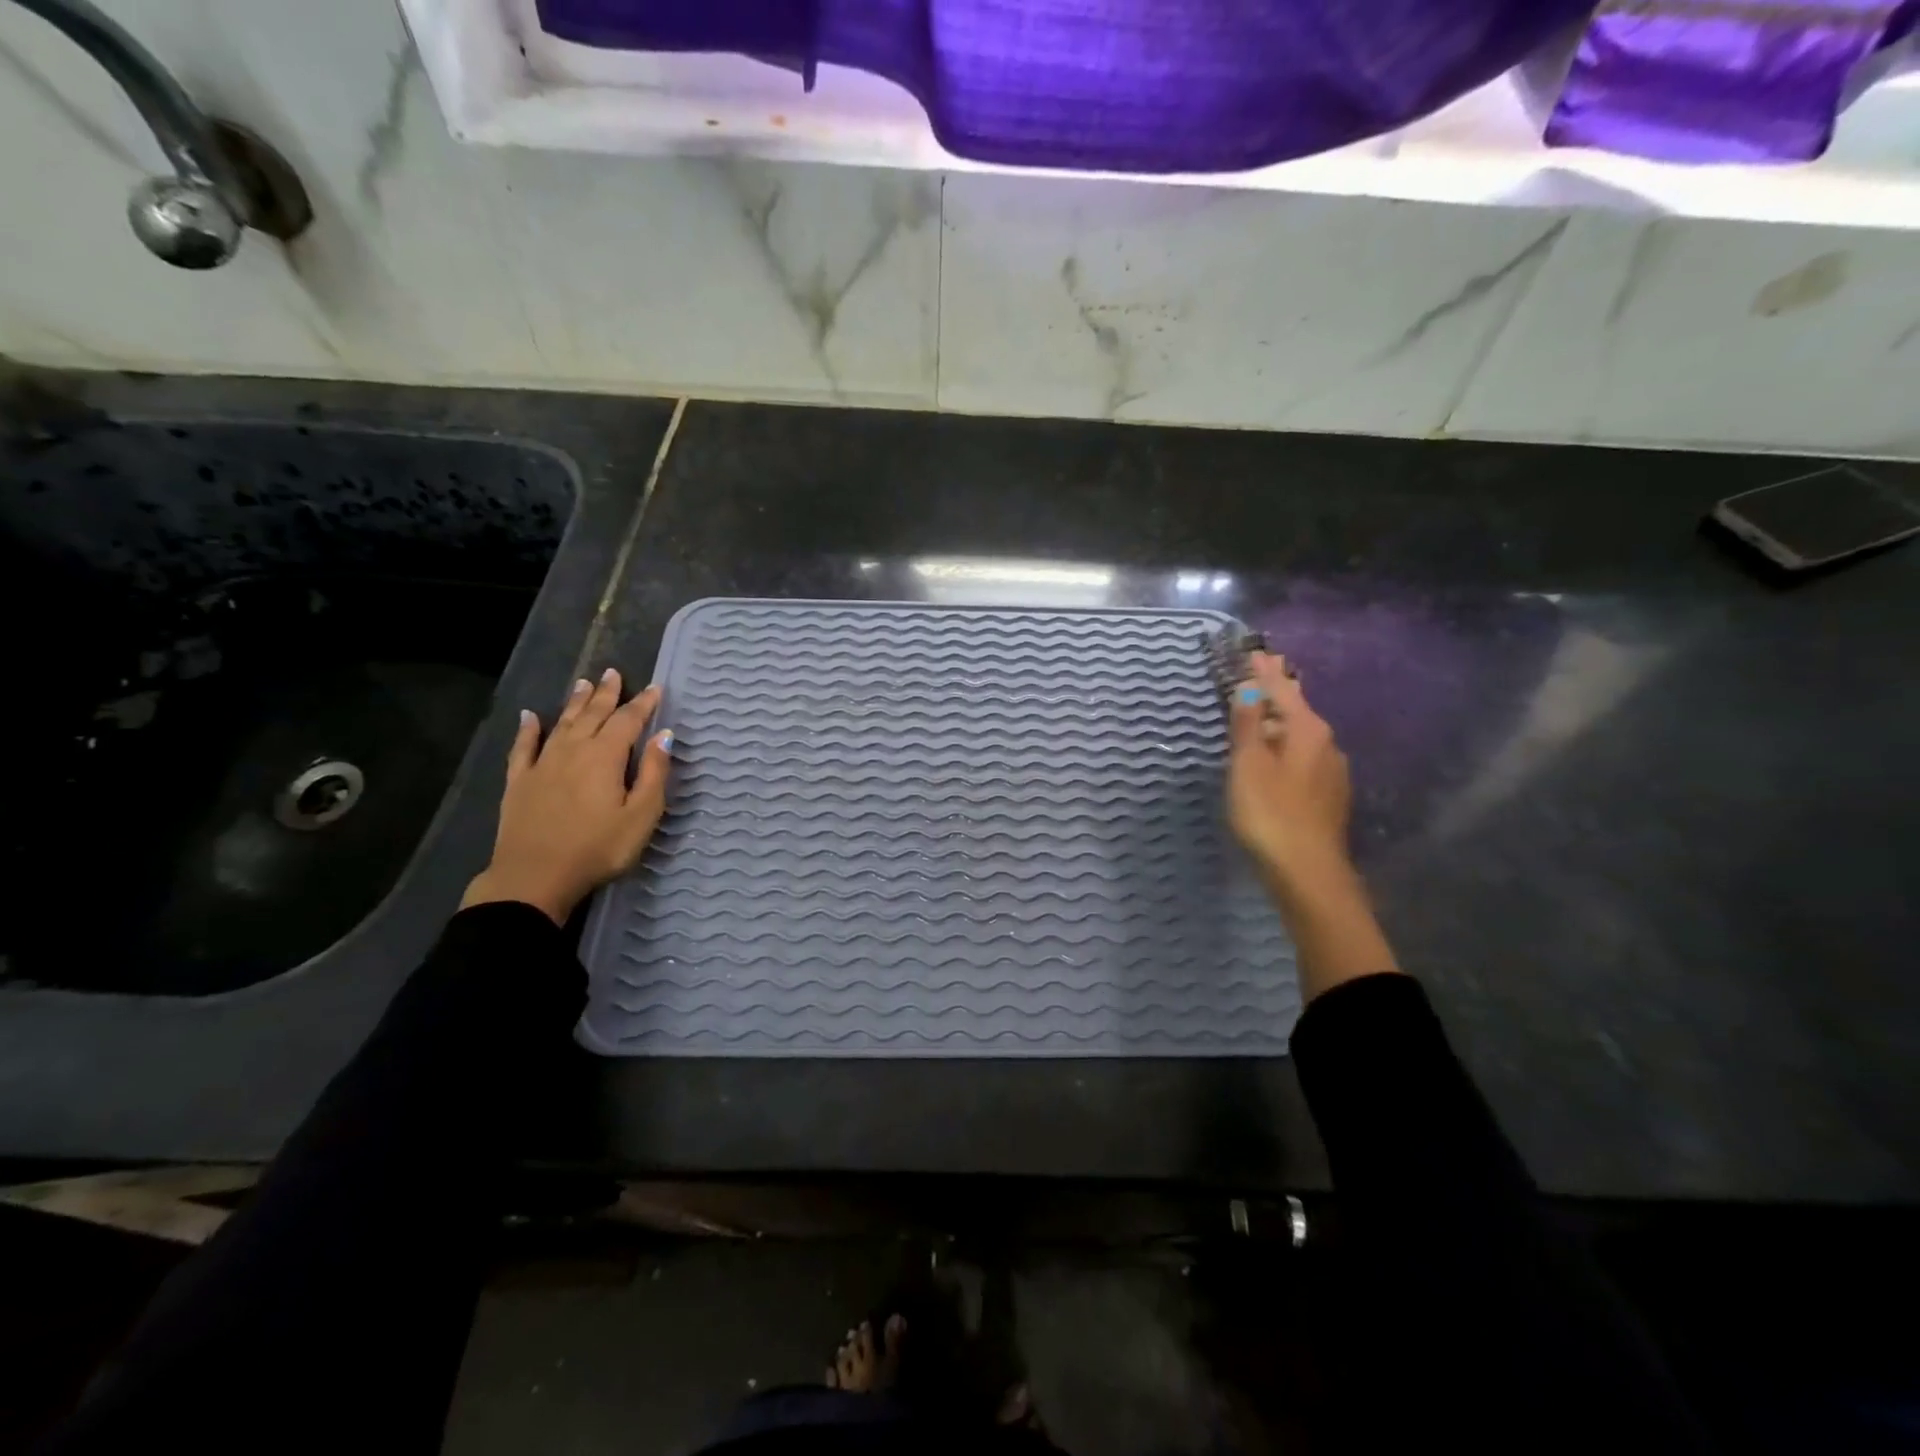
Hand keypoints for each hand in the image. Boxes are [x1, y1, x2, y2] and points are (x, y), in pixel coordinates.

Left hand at [461, 669, 671, 925]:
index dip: (643, 704)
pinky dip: (527, 729)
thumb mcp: (641, 815)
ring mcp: (542, 765)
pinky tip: (529, 716)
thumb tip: (663, 735)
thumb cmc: (598, 848)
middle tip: (613, 672)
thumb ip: (653, 773)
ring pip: (561, 724)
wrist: (534, 877)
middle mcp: (573, 751)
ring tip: (583, 683)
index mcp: (605, 757)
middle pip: (592, 714)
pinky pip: (523, 747)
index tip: (655, 688)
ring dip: (574, 702)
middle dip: (606, 694)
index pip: (628, 721)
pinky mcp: (519, 782)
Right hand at [1226, 652, 1352, 899]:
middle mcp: (1327, 744)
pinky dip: (1286, 745)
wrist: (1306, 871)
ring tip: (1264, 710)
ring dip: (1281, 720)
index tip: (1254, 651)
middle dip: (1277, 691)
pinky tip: (1277, 754)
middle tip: (1261, 671)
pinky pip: (1303, 757)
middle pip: (1296, 709)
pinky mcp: (1328, 796)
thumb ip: (1247, 724)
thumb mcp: (1248, 764)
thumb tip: (1248, 688)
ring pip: (1301, 735)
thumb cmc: (1270, 812)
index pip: (1282, 690)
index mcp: (1307, 730)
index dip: (1264, 672)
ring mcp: (1331, 771)